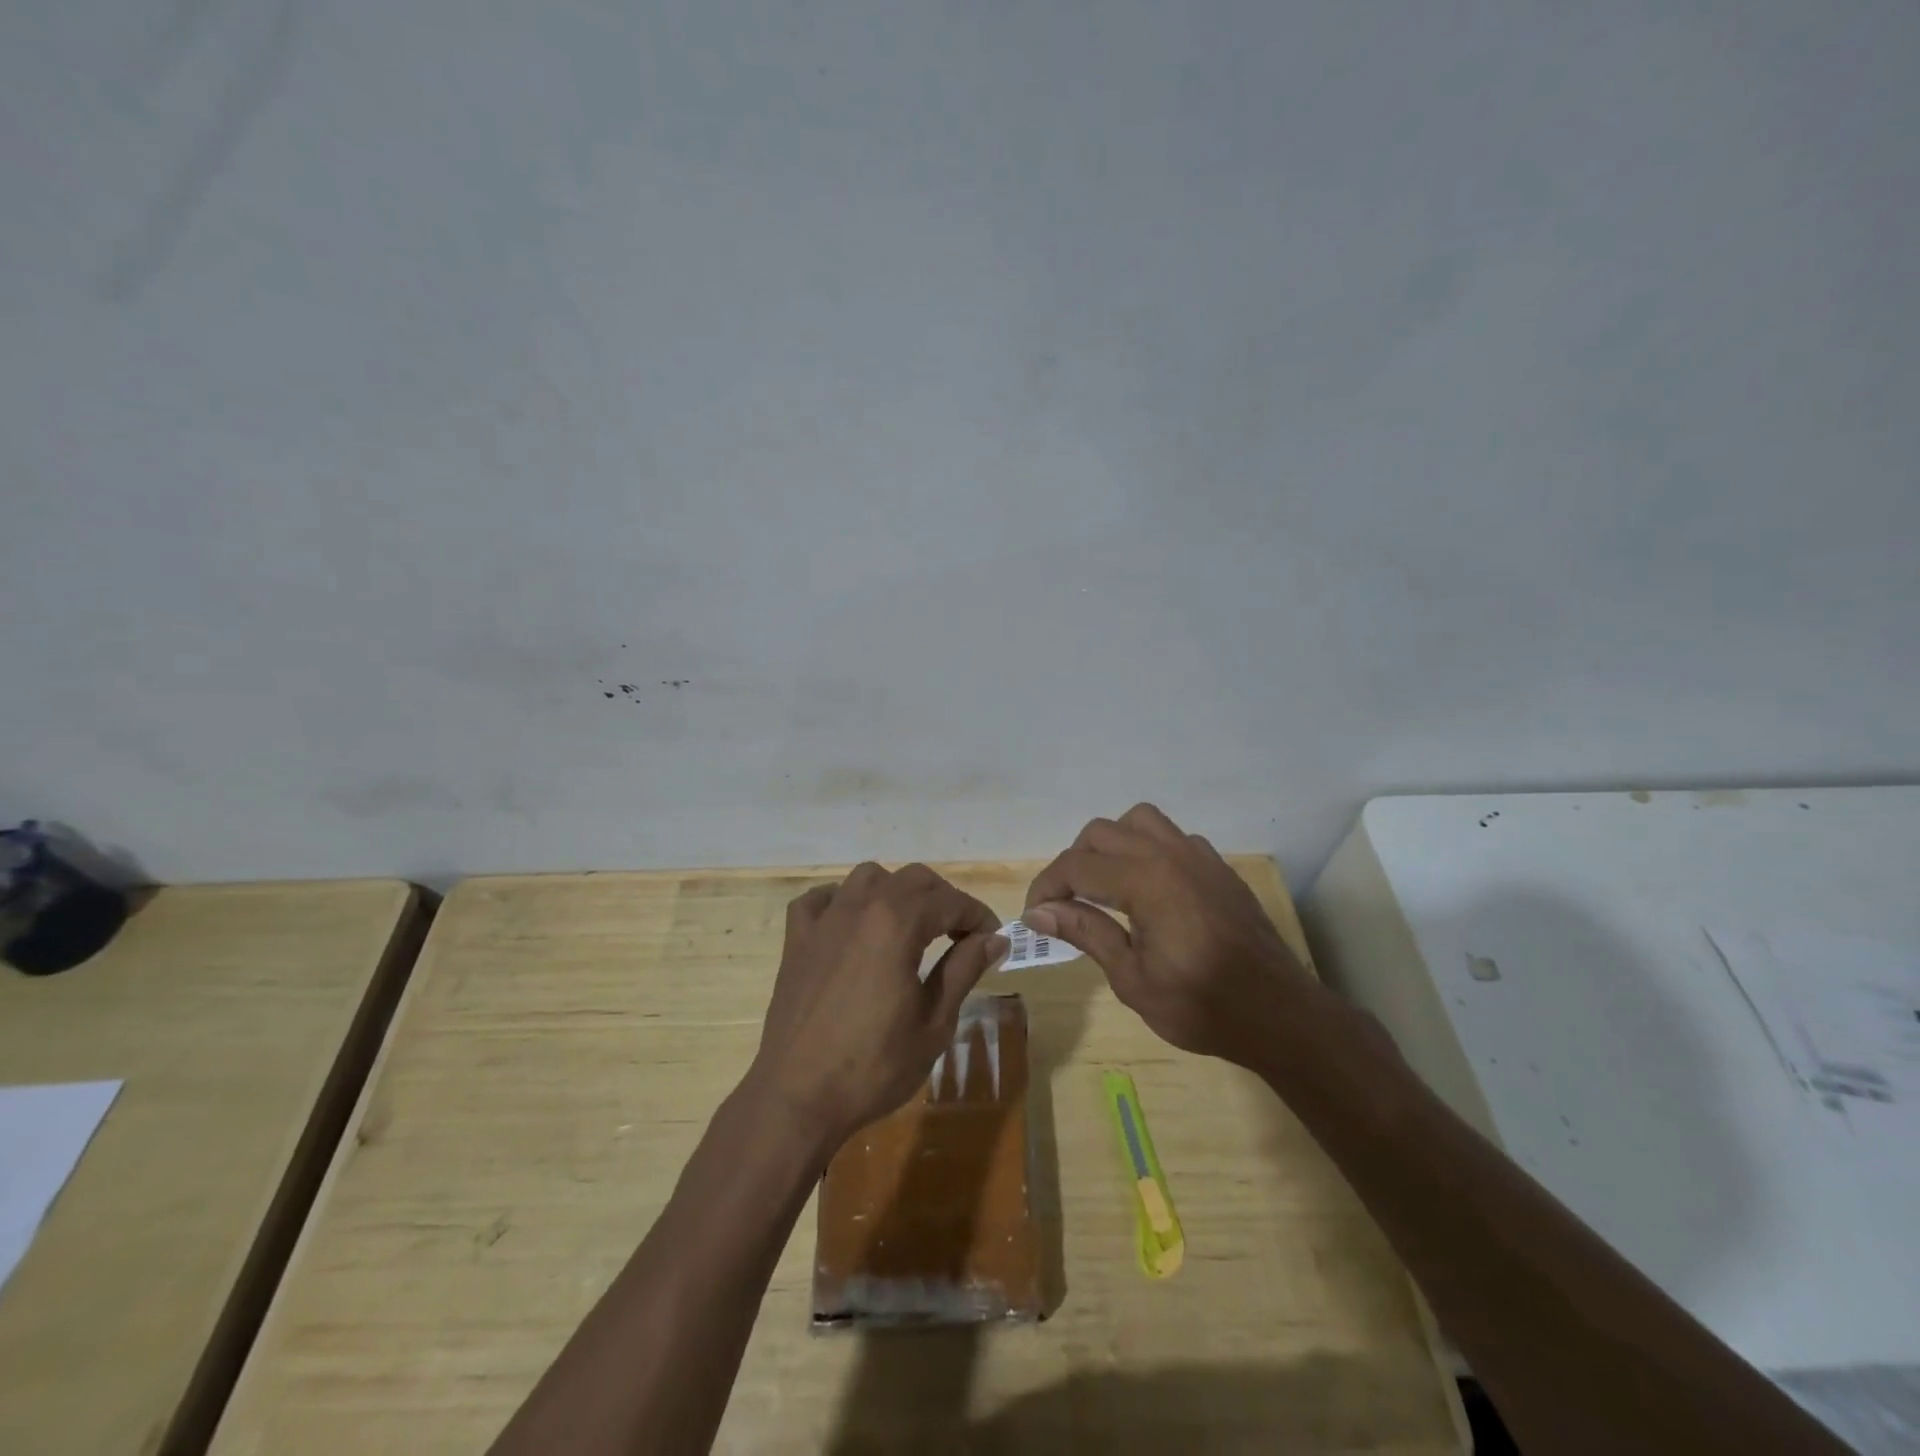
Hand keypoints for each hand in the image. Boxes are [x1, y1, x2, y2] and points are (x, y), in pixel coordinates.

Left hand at [749, 863, 1007, 1147]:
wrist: (797, 1097)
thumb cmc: (874, 1066)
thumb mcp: (934, 1022)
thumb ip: (963, 970)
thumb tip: (995, 939)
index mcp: (897, 924)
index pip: (949, 900)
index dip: (977, 914)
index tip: (992, 937)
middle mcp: (860, 907)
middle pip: (912, 879)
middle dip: (943, 898)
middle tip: (959, 933)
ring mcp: (824, 920)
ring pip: (867, 878)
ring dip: (896, 891)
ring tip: (909, 925)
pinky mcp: (797, 940)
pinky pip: (820, 899)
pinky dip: (841, 901)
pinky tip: (852, 926)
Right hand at [1023, 804, 1324, 1066]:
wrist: (1280, 1015)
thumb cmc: (1202, 1006)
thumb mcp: (1132, 979)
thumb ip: (1086, 932)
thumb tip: (1039, 911)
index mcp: (1147, 881)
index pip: (1076, 866)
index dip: (1046, 888)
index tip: (1034, 916)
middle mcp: (1170, 854)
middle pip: (1101, 832)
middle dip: (1074, 862)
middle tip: (1066, 903)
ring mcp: (1199, 855)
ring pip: (1138, 821)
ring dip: (1111, 844)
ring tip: (1105, 885)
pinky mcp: (1218, 867)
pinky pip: (1171, 837)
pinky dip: (1147, 850)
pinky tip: (1149, 890)